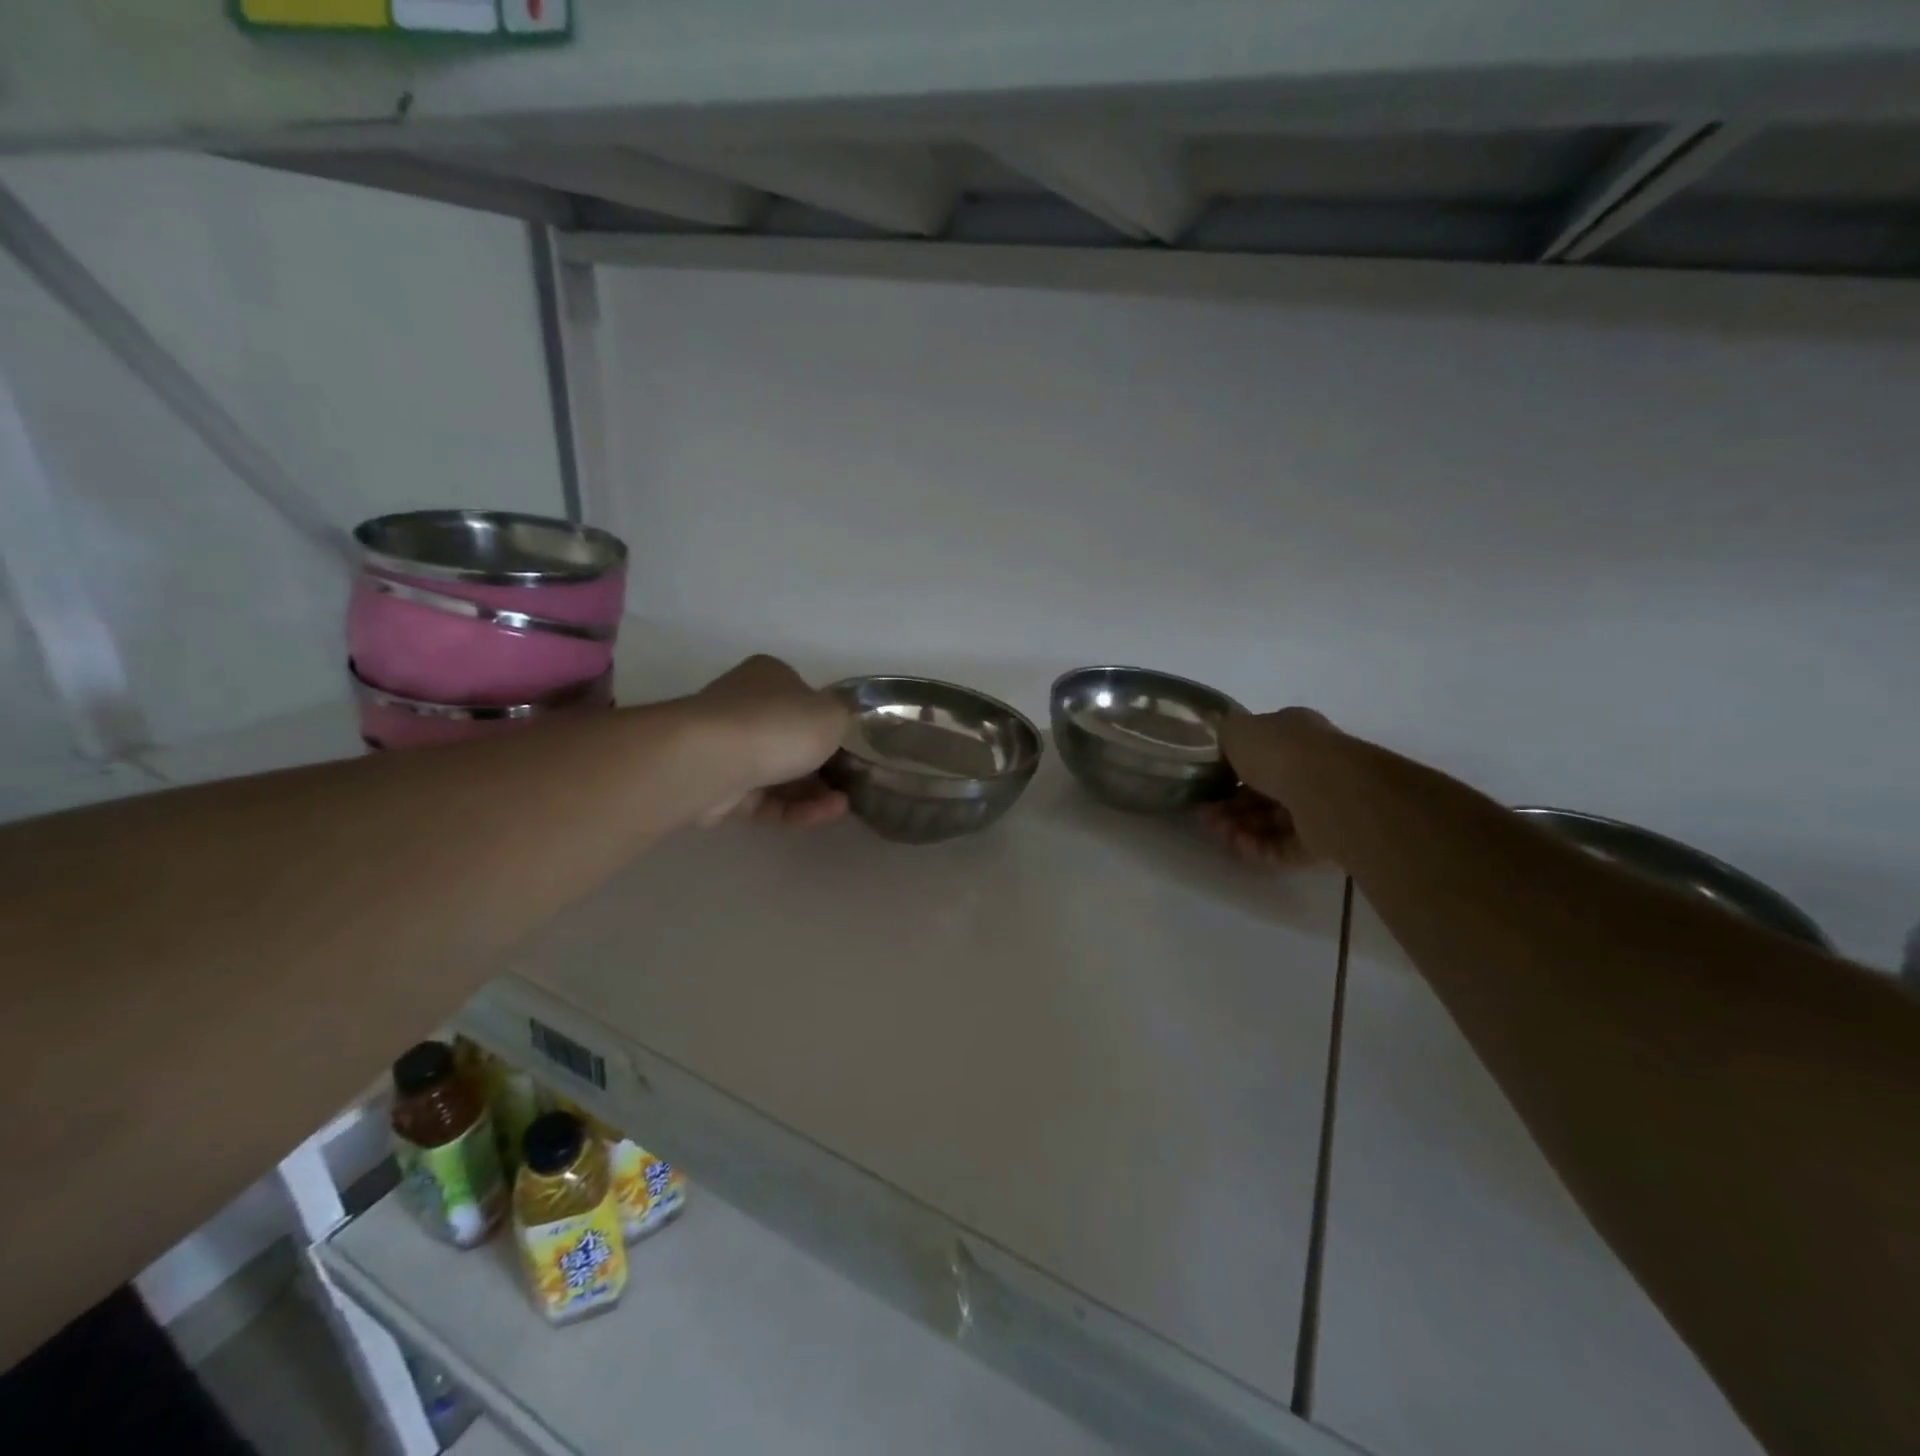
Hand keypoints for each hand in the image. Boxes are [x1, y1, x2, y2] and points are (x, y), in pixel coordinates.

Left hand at [691, 655, 850, 827]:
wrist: (713, 760)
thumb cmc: (779, 724)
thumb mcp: (833, 714)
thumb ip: (844, 720)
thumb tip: (840, 726)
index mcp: (770, 676)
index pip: (804, 699)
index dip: (828, 724)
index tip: (851, 749)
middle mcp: (744, 706)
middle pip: (791, 740)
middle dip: (823, 766)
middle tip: (850, 784)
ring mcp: (727, 748)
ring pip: (778, 773)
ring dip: (814, 792)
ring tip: (841, 807)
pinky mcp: (718, 788)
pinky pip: (763, 800)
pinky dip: (793, 809)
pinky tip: (821, 816)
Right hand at [1199, 708, 1334, 866]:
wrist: (1327, 790)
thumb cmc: (1280, 752)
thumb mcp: (1237, 730)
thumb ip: (1226, 735)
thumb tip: (1224, 744)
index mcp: (1295, 734)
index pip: (1260, 751)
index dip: (1230, 768)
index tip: (1207, 783)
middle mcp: (1311, 766)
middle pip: (1262, 790)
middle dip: (1229, 804)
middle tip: (1205, 815)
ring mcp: (1320, 804)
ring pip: (1270, 820)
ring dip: (1239, 827)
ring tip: (1218, 832)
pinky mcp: (1324, 839)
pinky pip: (1283, 845)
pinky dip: (1259, 847)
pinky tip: (1238, 845)